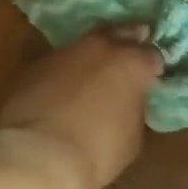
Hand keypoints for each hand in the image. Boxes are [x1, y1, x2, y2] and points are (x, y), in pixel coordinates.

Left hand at [0, 27, 164, 188]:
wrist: (38, 155)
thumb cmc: (97, 151)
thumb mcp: (132, 137)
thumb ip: (133, 110)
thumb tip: (126, 103)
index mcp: (131, 63)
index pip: (151, 54)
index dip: (153, 66)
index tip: (152, 75)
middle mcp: (99, 48)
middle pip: (118, 33)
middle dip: (125, 42)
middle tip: (127, 53)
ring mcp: (63, 53)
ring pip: (84, 47)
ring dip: (91, 58)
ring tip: (92, 75)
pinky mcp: (34, 66)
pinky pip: (58, 64)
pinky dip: (64, 73)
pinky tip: (62, 90)